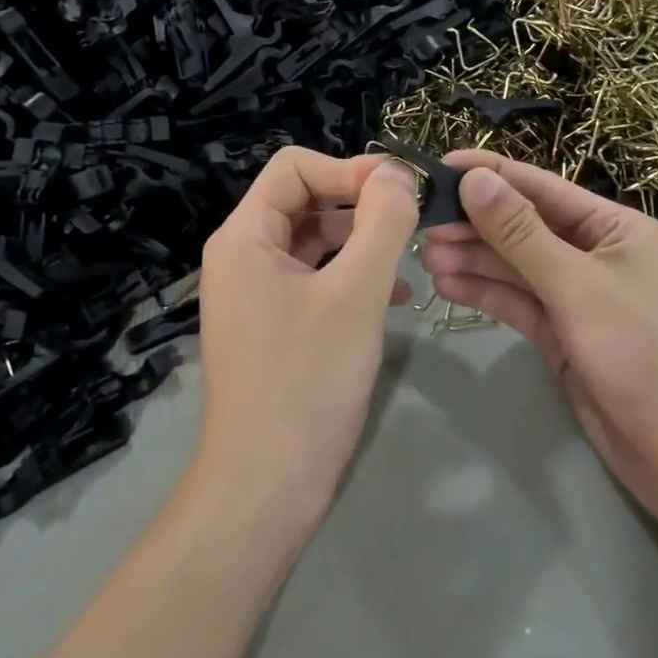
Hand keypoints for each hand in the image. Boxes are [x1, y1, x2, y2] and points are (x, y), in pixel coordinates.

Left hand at [195, 149, 420, 528]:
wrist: (266, 489)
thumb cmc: (307, 382)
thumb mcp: (356, 294)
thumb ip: (382, 223)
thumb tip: (397, 172)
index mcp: (245, 236)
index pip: (296, 167)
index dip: (350, 168)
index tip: (402, 189)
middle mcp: (243, 255)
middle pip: (306, 200)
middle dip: (361, 204)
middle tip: (414, 220)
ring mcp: (256, 293)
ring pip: (315, 241)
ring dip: (362, 241)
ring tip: (410, 260)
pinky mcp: (274, 324)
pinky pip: (316, 279)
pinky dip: (352, 276)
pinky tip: (395, 298)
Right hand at [420, 152, 657, 534]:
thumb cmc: (644, 354)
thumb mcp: (579, 287)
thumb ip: (522, 234)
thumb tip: (476, 180)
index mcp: (614, 227)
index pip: (541, 187)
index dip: (490, 174)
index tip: (438, 166)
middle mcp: (594, 254)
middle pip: (523, 226)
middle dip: (475, 223)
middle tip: (421, 223)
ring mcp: (577, 297)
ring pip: (515, 266)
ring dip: (473, 259)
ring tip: (426, 256)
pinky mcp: (562, 335)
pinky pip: (517, 302)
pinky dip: (485, 293)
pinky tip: (447, 285)